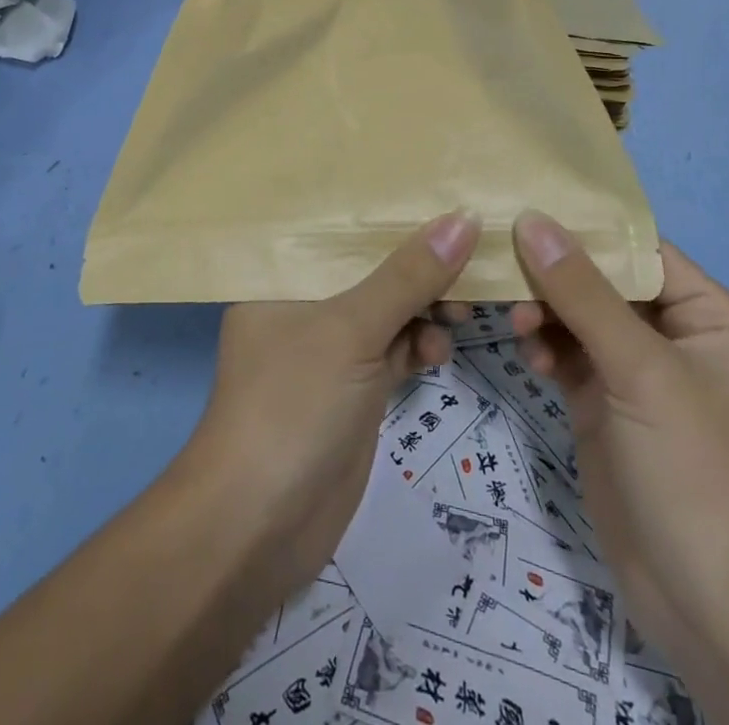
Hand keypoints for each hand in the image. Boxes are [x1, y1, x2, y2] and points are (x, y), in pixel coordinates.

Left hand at [185, 210, 480, 600]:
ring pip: (385, 314)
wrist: (259, 529)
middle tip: (468, 263)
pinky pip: (392, 353)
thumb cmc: (293, 405)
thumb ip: (407, 277)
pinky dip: (418, 348)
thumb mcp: (351, 330)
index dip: (387, 217)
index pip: (338, 232)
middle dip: (416, 269)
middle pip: (367, 272)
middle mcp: (300, 307)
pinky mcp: (351, 393)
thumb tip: (465, 219)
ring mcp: (326, 353)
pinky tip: (440, 352)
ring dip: (424, 310)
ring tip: (460, 313)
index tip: (441, 200)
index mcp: (279, 278)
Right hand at [506, 212, 728, 674]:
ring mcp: (640, 375)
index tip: (523, 210)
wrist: (712, 609)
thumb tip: (532, 220)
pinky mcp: (608, 406)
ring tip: (517, 322)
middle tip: (504, 267)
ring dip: (546, 313)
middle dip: (556, 275)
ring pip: (581, 317)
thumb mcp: (641, 371)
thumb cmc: (695, 471)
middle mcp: (678, 337)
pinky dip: (547, 349)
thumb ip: (582, 292)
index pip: (641, 250)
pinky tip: (530, 358)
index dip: (586, 229)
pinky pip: (570, 356)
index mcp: (712, 317)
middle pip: (605, 282)